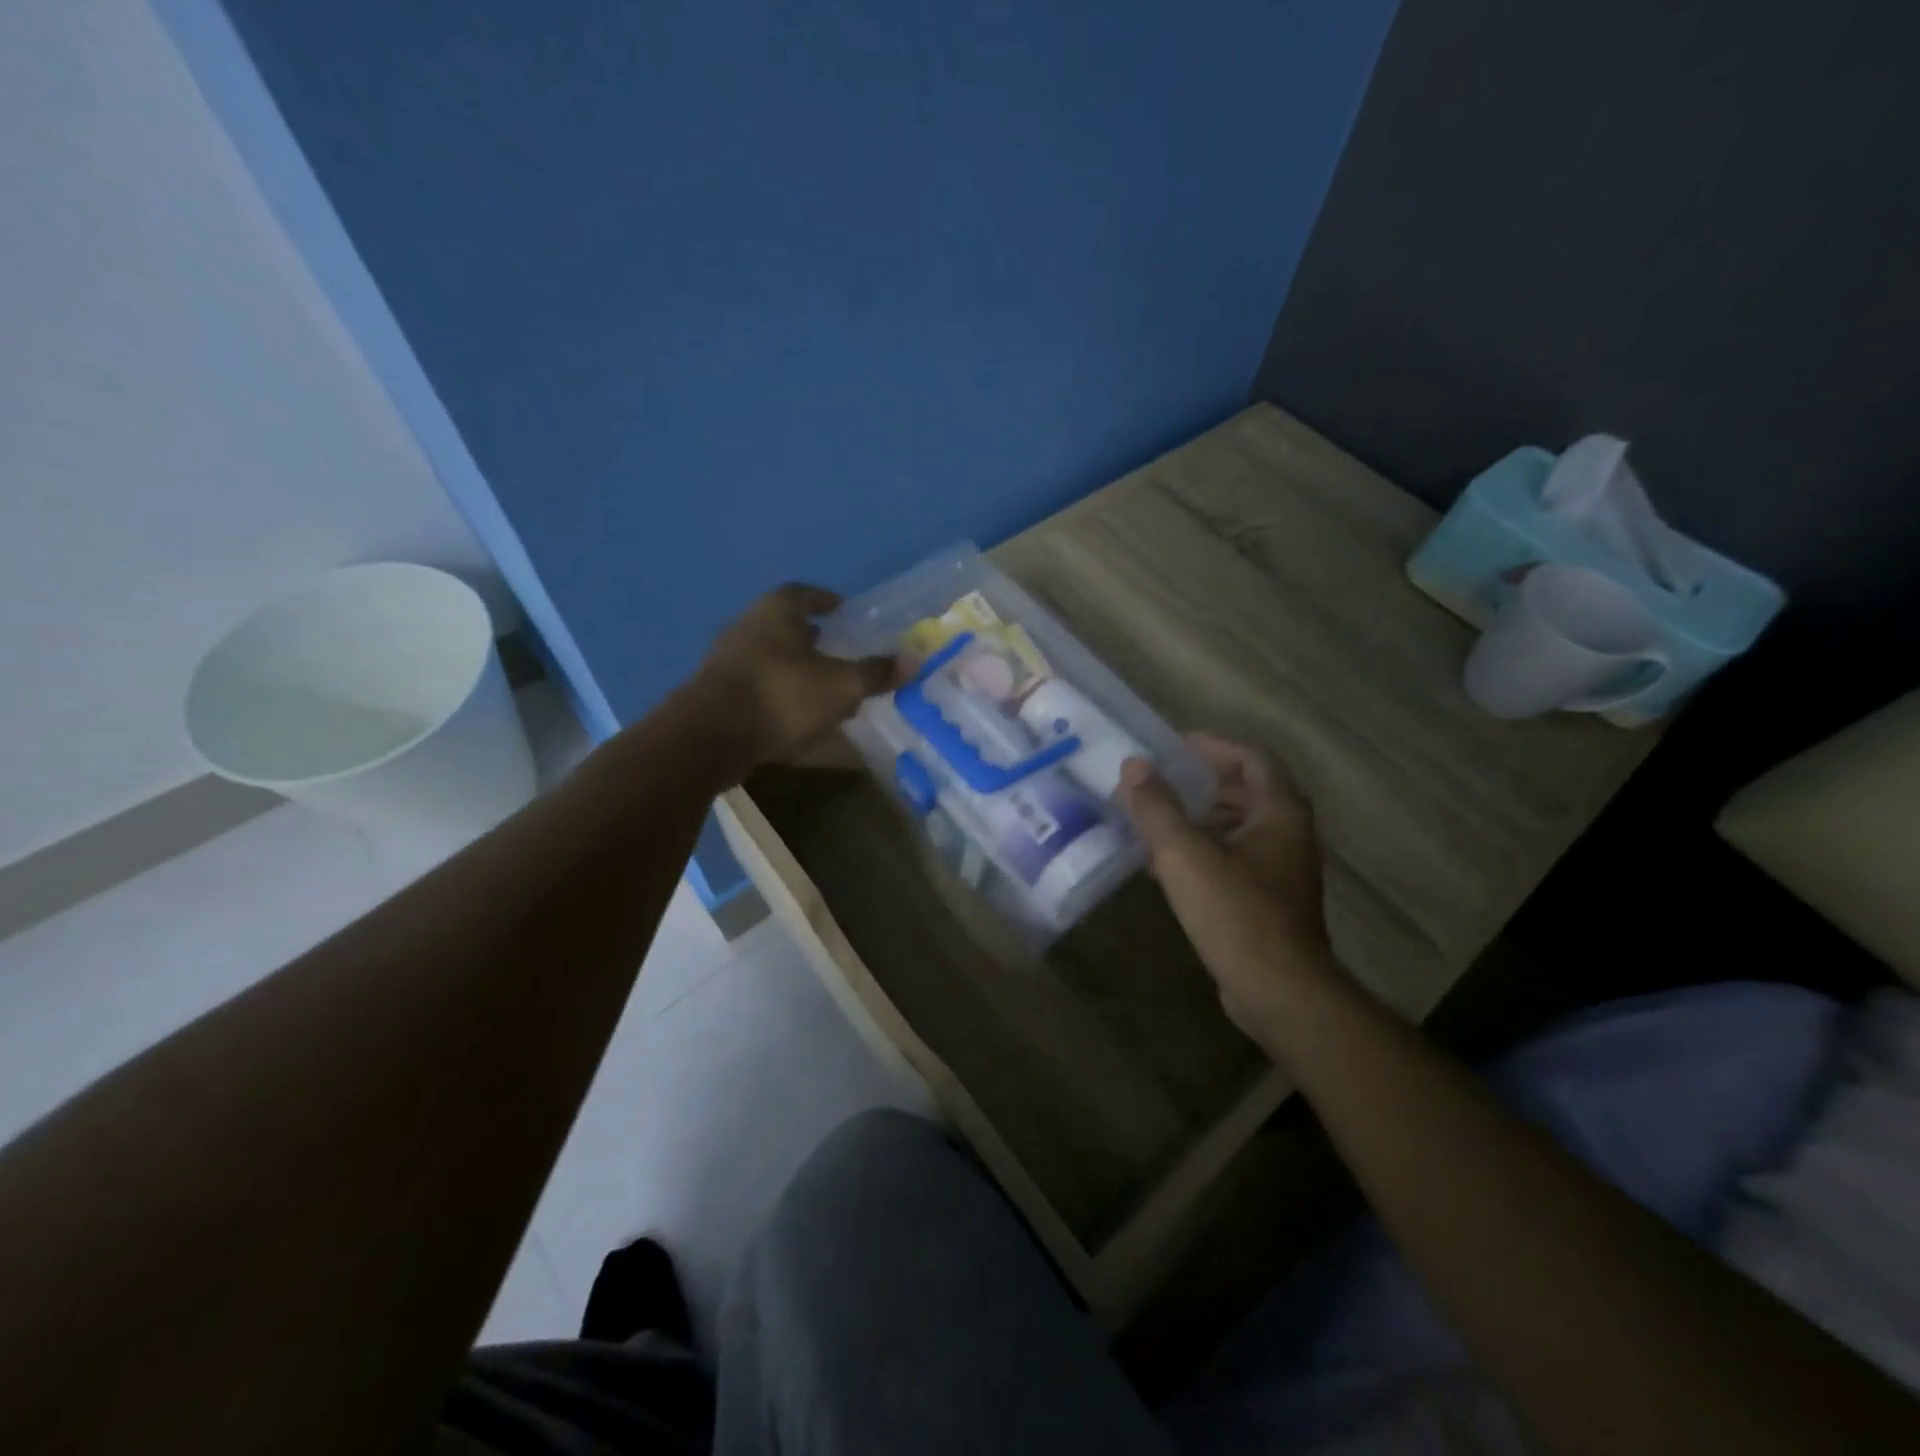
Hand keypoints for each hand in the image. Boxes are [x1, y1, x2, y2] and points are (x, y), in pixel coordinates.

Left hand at [688, 584, 900, 774]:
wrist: (712, 735)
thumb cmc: (782, 695)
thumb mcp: (840, 685)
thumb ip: (875, 673)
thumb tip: (914, 660)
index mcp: (776, 612)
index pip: (804, 594)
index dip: (825, 600)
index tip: (842, 610)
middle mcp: (748, 627)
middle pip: (785, 626)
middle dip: (813, 639)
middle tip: (838, 651)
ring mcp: (728, 660)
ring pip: (771, 658)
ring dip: (797, 670)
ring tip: (824, 688)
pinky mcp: (718, 693)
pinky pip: (759, 687)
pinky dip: (781, 695)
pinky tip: (799, 717)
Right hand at [1117, 733, 1330, 1044]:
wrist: (1279, 992)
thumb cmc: (1236, 913)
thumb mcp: (1185, 854)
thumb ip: (1157, 807)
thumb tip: (1133, 766)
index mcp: (1280, 812)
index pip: (1251, 759)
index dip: (1213, 747)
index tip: (1174, 745)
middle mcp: (1289, 835)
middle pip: (1245, 792)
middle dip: (1200, 783)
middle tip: (1158, 781)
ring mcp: (1282, 871)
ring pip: (1238, 828)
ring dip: (1198, 819)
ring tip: (1154, 819)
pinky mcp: (1269, 902)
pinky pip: (1233, 860)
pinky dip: (1202, 851)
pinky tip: (1165, 867)